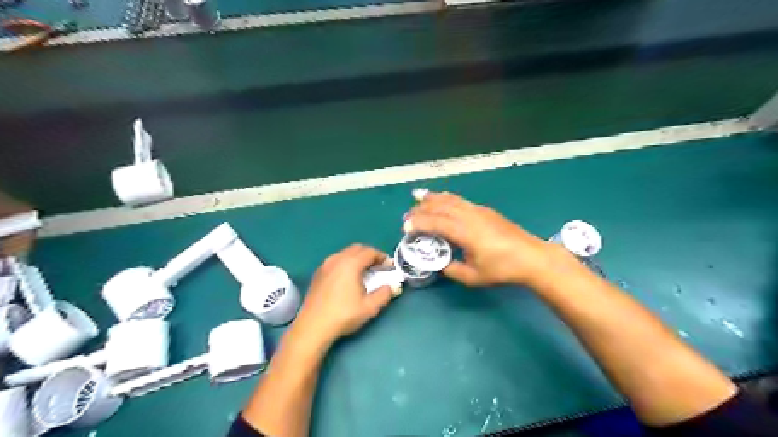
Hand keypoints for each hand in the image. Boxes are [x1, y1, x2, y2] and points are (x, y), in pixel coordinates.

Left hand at [292, 246, 399, 347]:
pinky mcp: (318, 273)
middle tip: (379, 267)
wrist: (313, 326)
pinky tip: (348, 278)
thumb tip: (392, 287)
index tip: (389, 267)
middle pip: (357, 248)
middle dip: (370, 255)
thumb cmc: (343, 315)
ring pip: (345, 253)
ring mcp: (325, 265)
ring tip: (365, 272)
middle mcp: (337, 259)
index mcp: (350, 263)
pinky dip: (346, 263)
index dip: (382, 257)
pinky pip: (336, 260)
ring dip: (357, 258)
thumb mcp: (369, 307)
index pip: (370, 252)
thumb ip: (384, 294)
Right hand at [409, 189, 565, 286]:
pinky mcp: (484, 210)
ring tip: (417, 196)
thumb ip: (453, 270)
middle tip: (407, 215)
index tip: (405, 227)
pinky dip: (446, 197)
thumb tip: (440, 263)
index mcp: (465, 232)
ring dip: (432, 198)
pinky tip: (442, 197)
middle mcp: (469, 216)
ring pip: (450, 199)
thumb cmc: (503, 269)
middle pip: (440, 207)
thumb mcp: (474, 277)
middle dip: (421, 209)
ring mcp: (478, 210)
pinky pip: (460, 199)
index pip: (436, 223)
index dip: (419, 224)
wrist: (531, 257)